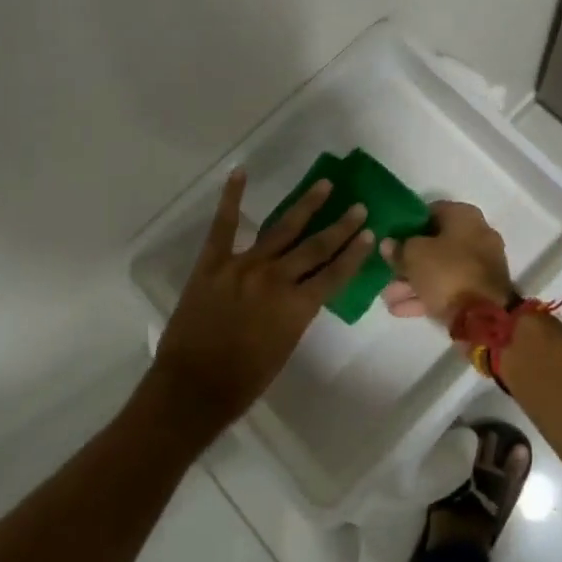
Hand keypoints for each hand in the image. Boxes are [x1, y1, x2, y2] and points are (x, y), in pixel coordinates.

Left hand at [148, 168, 373, 440]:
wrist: (191, 388)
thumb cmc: (243, 381)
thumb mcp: (284, 347)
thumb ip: (296, 313)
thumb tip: (303, 290)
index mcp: (297, 307)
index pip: (335, 274)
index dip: (354, 254)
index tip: (369, 234)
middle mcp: (276, 279)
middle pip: (315, 247)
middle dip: (340, 226)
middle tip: (358, 207)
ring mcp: (243, 265)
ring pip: (281, 228)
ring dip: (306, 205)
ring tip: (324, 185)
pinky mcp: (213, 262)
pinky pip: (224, 224)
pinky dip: (232, 197)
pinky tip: (240, 173)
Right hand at [380, 200, 513, 323]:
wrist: (484, 317)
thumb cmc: (447, 272)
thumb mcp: (413, 255)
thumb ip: (398, 248)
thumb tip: (389, 244)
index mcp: (465, 217)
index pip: (431, 212)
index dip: (408, 225)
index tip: (391, 238)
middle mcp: (477, 236)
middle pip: (435, 244)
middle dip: (408, 261)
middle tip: (386, 272)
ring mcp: (480, 266)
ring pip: (440, 270)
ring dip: (413, 282)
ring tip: (388, 298)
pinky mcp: (480, 292)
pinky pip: (448, 288)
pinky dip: (427, 295)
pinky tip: (400, 309)